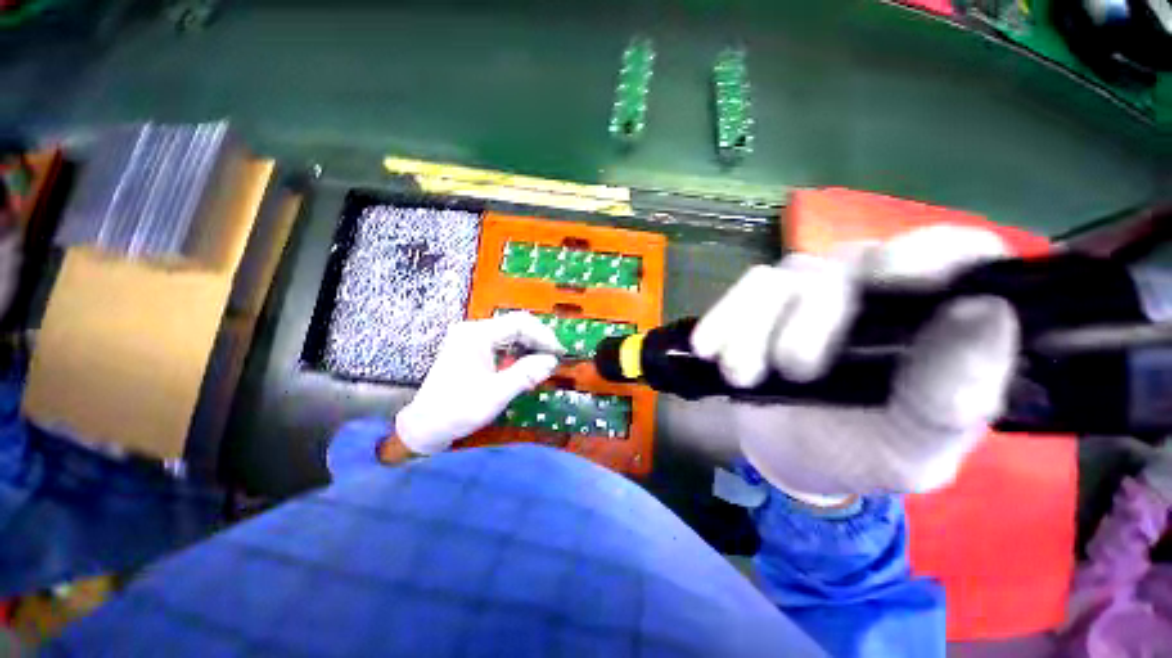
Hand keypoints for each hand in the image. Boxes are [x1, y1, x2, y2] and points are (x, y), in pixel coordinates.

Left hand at [395, 312, 564, 454]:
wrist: (425, 426)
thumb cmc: (458, 410)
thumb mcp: (496, 394)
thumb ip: (526, 374)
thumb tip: (552, 361)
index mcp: (477, 335)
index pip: (519, 323)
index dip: (543, 335)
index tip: (558, 352)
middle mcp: (474, 330)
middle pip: (515, 326)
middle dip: (538, 341)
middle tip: (553, 359)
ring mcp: (471, 339)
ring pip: (510, 334)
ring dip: (529, 347)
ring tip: (543, 364)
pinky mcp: (472, 349)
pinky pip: (502, 344)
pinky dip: (517, 354)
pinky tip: (525, 366)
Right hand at [692, 226, 1018, 496]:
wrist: (788, 451)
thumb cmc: (859, 453)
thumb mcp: (910, 449)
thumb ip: (952, 397)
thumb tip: (984, 312)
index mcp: (936, 322)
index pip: (959, 255)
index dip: (931, 253)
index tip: (890, 279)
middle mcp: (877, 290)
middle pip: (851, 264)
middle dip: (814, 320)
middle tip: (793, 373)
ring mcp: (814, 289)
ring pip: (787, 278)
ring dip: (756, 327)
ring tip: (741, 377)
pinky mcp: (764, 300)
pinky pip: (744, 290)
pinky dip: (725, 317)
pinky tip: (709, 348)